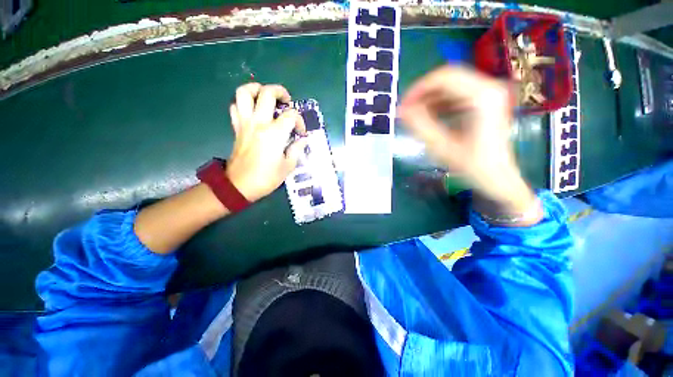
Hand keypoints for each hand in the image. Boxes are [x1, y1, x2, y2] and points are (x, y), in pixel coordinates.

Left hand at [225, 83, 306, 201]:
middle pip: (267, 93)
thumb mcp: (288, 166)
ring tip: (266, 96)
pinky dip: (243, 103)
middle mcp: (259, 123)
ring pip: (244, 93)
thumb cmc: (267, 178)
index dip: (300, 122)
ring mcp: (245, 123)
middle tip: (287, 101)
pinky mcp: (237, 128)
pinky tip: (253, 111)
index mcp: (274, 133)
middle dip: (280, 92)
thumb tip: (302, 140)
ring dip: (257, 89)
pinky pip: (235, 107)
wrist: (240, 185)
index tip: (301, 133)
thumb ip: (296, 149)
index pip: (291, 116)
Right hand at [398, 65, 539, 221]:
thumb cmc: (472, 166)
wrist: (498, 177)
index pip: (443, 78)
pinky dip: (439, 102)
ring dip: (430, 98)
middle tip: (406, 111)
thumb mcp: (442, 147)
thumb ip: (420, 126)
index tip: (403, 107)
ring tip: (415, 116)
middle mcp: (488, 88)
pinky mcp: (486, 101)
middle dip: (422, 93)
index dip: (418, 90)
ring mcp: (489, 93)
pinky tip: (430, 116)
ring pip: (451, 85)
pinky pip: (457, 94)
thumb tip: (402, 111)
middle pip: (447, 78)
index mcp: (481, 97)